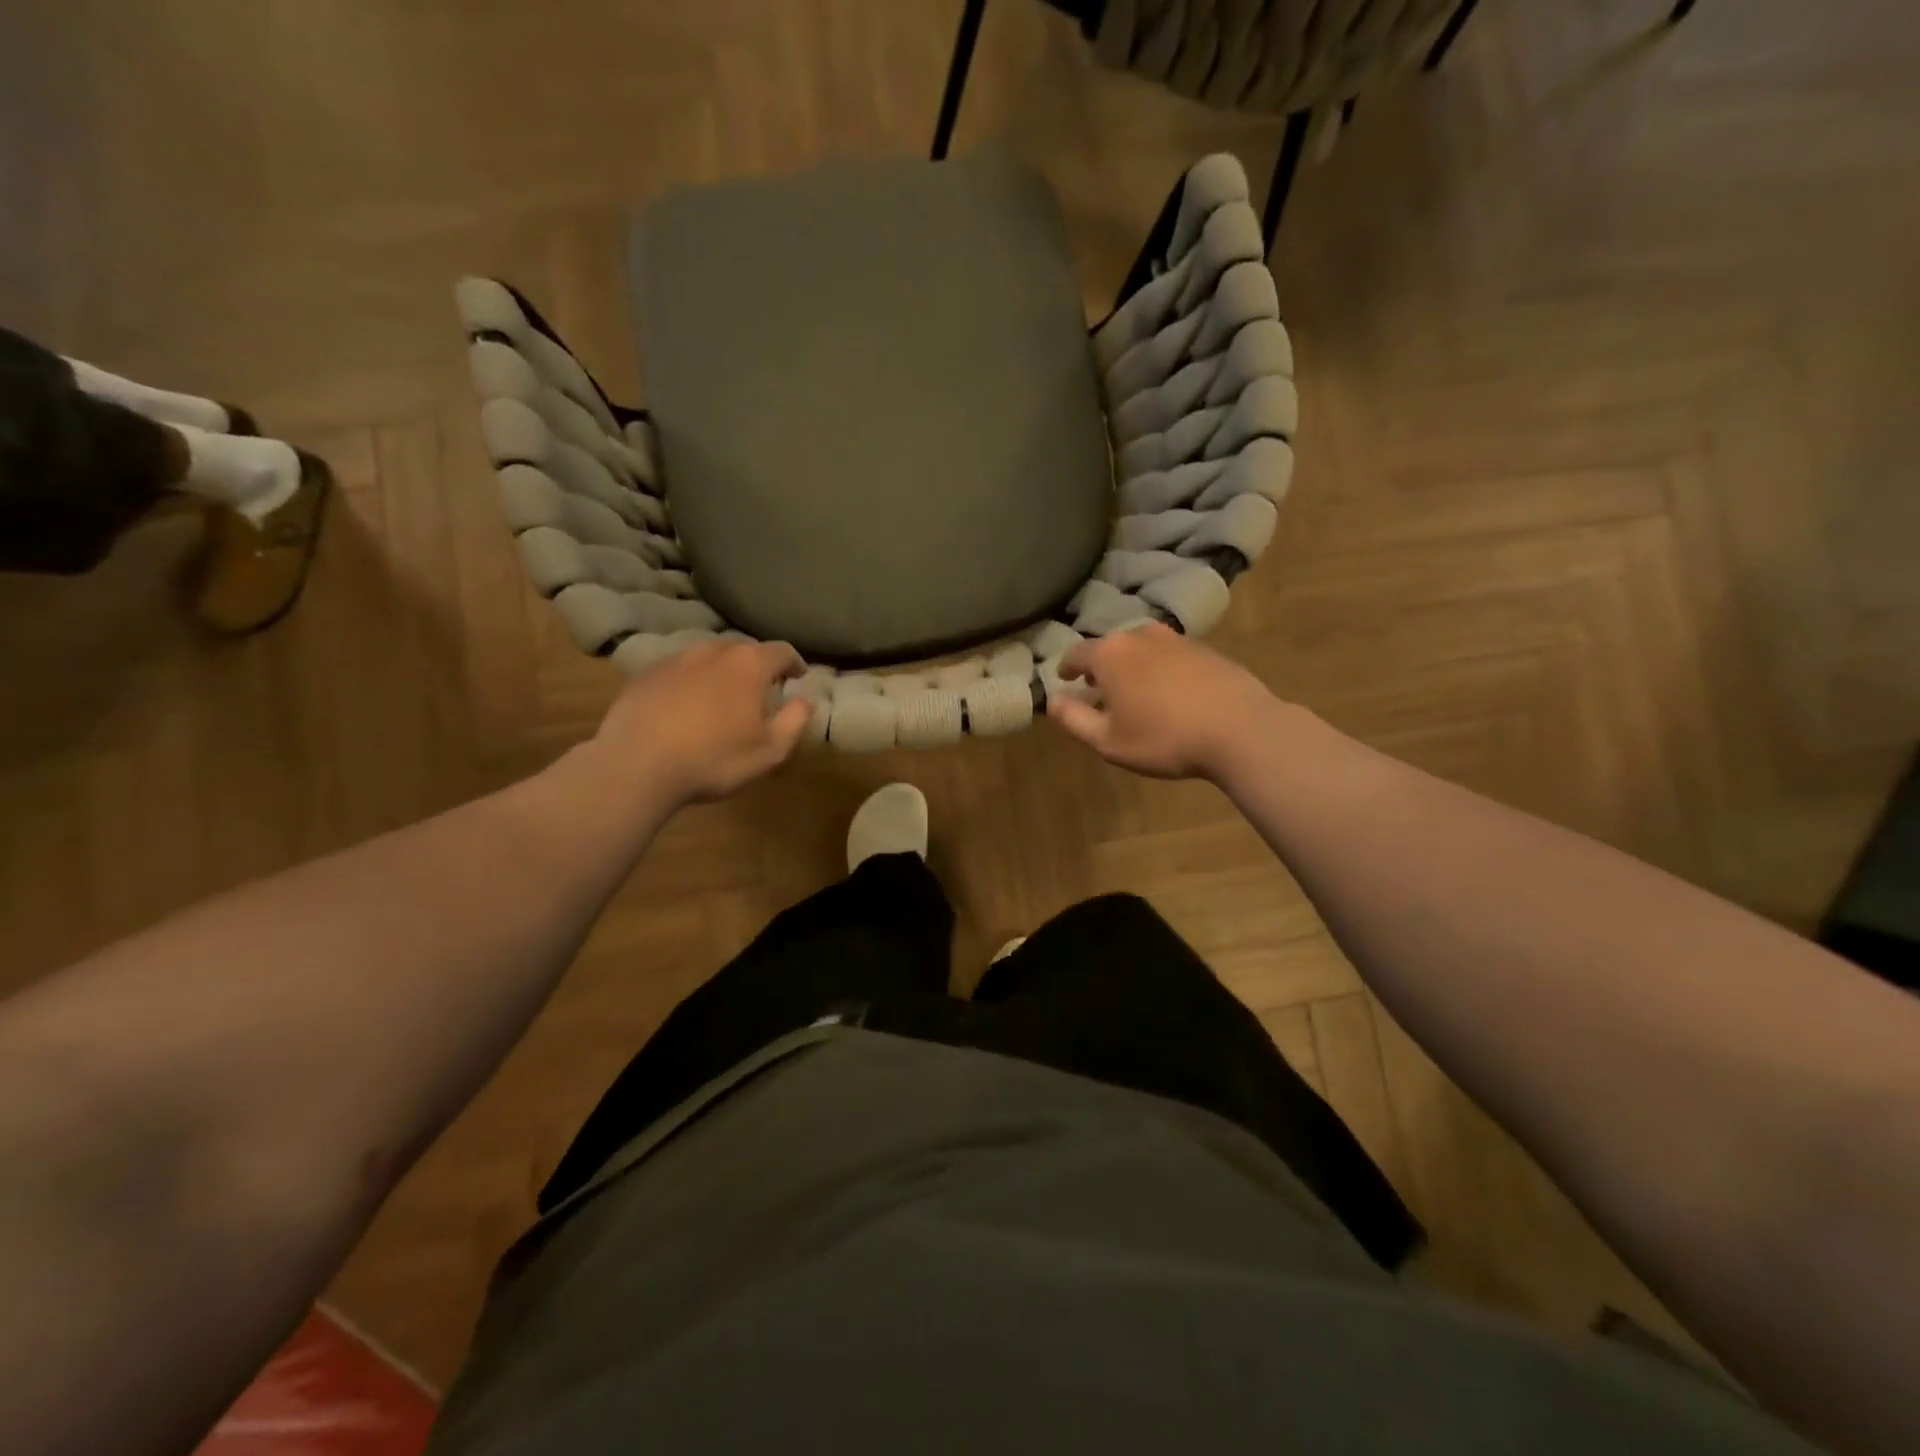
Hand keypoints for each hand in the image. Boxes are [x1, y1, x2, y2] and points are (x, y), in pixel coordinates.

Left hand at [592, 640, 810, 804]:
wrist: (636, 765)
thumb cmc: (714, 758)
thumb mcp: (770, 750)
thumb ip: (795, 720)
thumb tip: (806, 700)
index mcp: (749, 665)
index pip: (782, 650)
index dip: (795, 663)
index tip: (798, 677)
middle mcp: (713, 651)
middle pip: (744, 649)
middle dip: (758, 666)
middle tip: (762, 689)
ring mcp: (676, 659)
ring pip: (709, 656)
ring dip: (723, 671)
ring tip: (723, 696)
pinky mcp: (646, 674)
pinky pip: (680, 670)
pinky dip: (692, 681)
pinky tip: (687, 706)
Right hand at [1048, 623, 1282, 780]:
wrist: (1240, 729)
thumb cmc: (1164, 738)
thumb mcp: (1108, 741)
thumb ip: (1074, 719)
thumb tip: (1052, 701)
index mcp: (1111, 655)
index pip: (1077, 654)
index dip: (1066, 668)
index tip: (1064, 679)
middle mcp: (1140, 636)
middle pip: (1111, 648)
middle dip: (1101, 667)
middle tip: (1099, 690)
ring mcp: (1177, 639)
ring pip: (1143, 648)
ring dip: (1133, 666)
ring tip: (1135, 691)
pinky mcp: (1207, 650)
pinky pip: (1171, 656)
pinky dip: (1162, 669)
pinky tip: (1171, 694)